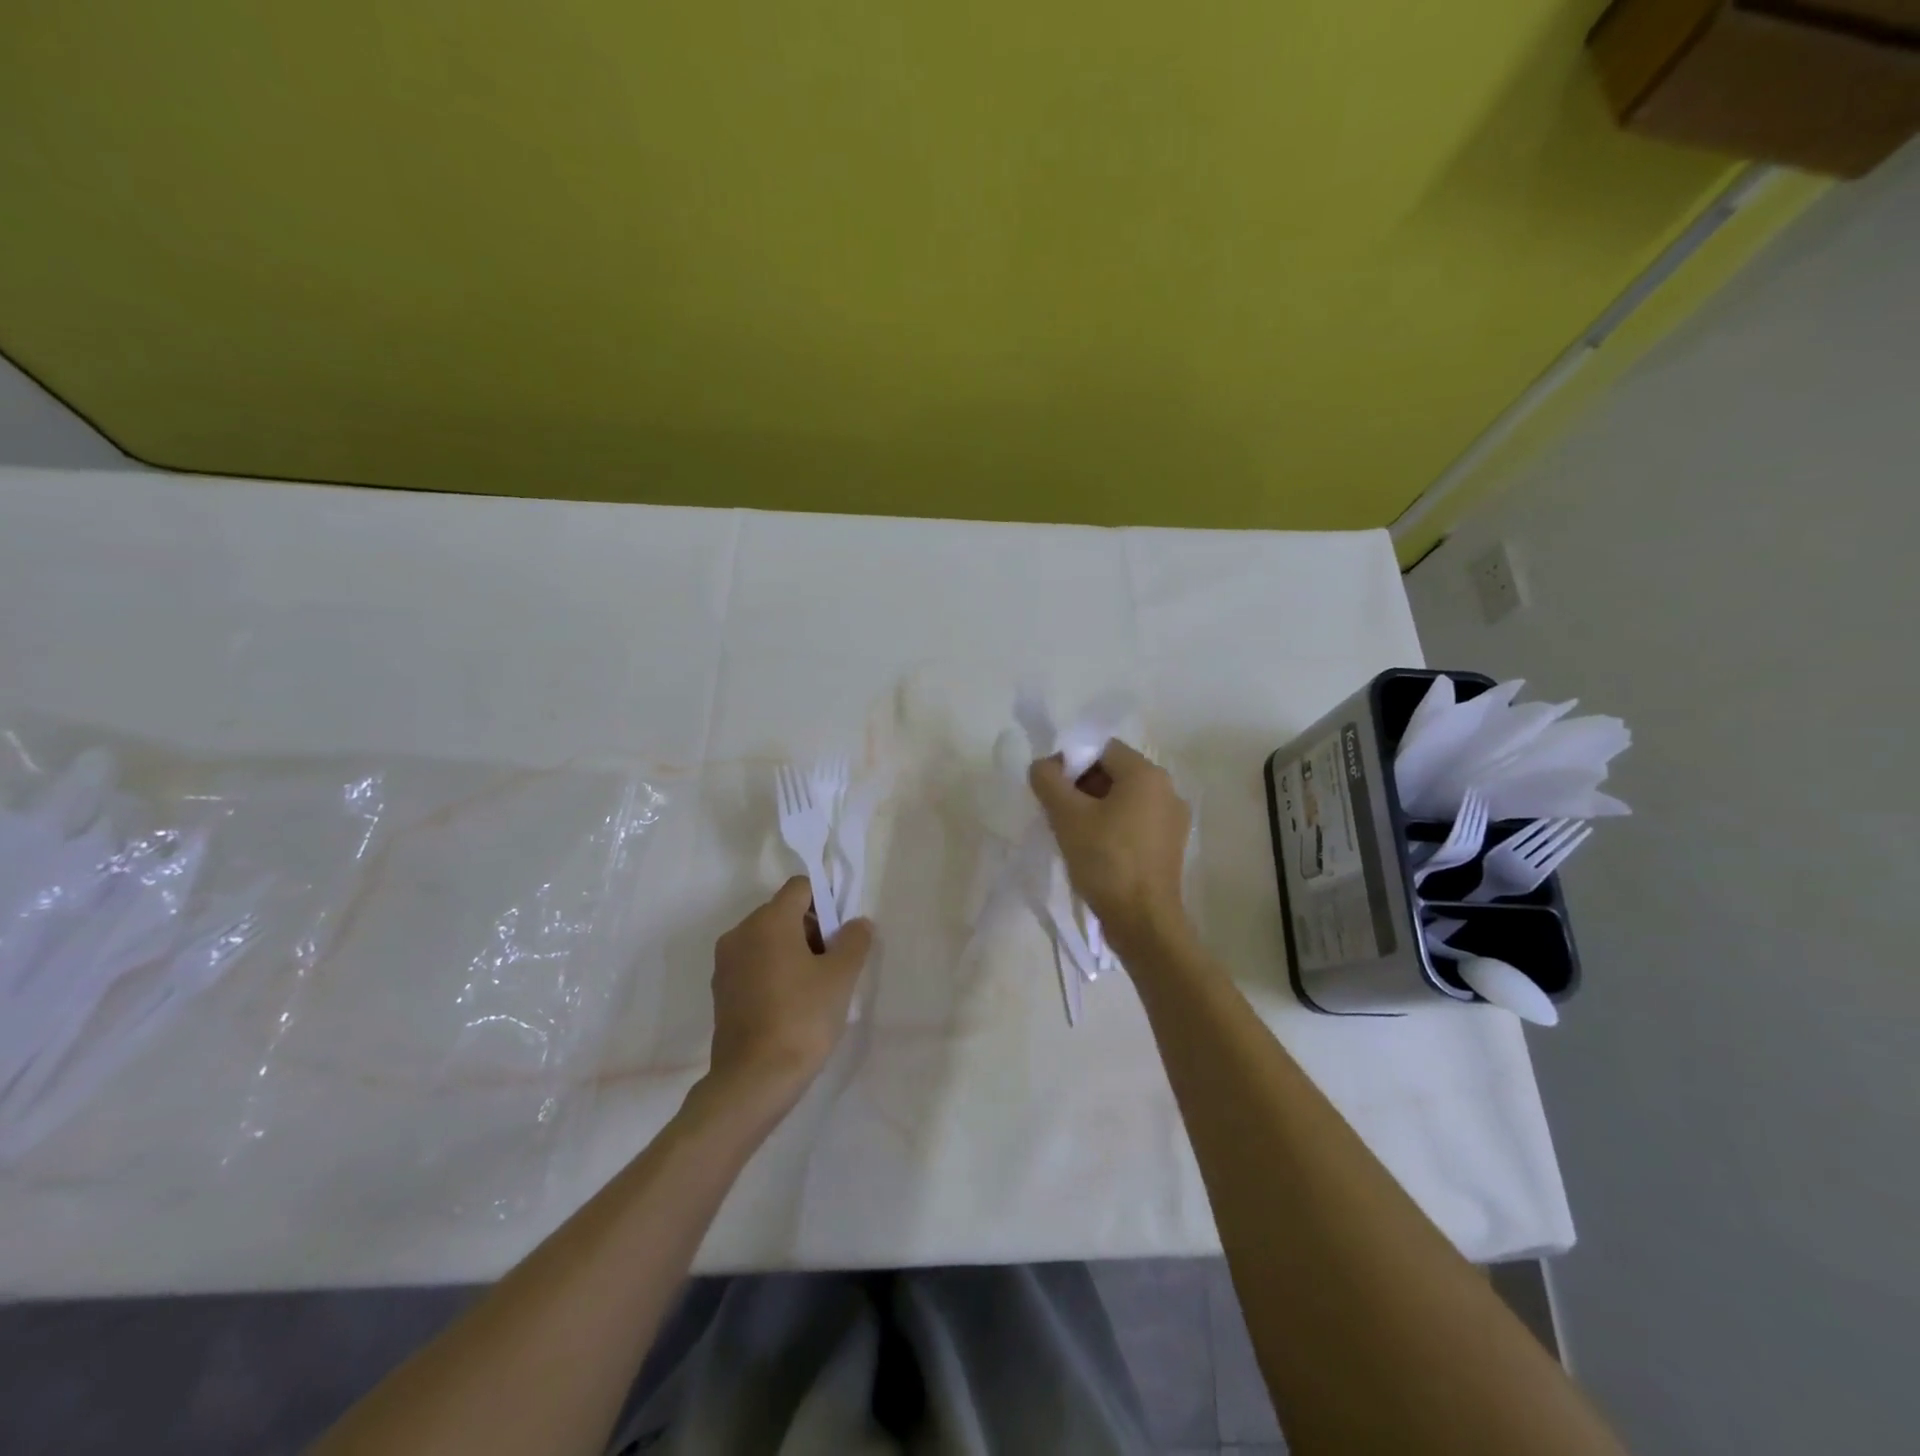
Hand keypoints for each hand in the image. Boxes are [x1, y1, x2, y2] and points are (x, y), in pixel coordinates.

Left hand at [702, 878, 872, 1115]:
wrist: (754, 1080)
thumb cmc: (802, 1018)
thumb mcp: (841, 976)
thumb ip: (854, 940)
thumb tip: (857, 923)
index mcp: (769, 920)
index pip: (801, 888)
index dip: (827, 902)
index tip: (842, 935)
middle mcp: (741, 933)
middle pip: (784, 913)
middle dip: (813, 930)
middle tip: (835, 965)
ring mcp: (726, 963)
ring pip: (768, 940)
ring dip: (794, 953)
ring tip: (816, 989)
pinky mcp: (721, 991)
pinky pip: (754, 965)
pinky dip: (775, 972)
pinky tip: (792, 1005)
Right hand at [1029, 738, 1192, 954]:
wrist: (1143, 921)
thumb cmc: (1106, 861)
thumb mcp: (1067, 816)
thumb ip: (1048, 781)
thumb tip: (1042, 765)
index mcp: (1146, 774)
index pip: (1101, 748)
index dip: (1070, 761)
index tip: (1050, 788)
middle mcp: (1167, 790)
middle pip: (1114, 772)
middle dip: (1080, 786)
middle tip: (1056, 811)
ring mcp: (1172, 820)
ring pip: (1123, 799)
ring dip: (1094, 808)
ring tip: (1071, 833)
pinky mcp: (1169, 846)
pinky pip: (1135, 822)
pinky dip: (1112, 826)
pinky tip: (1093, 850)